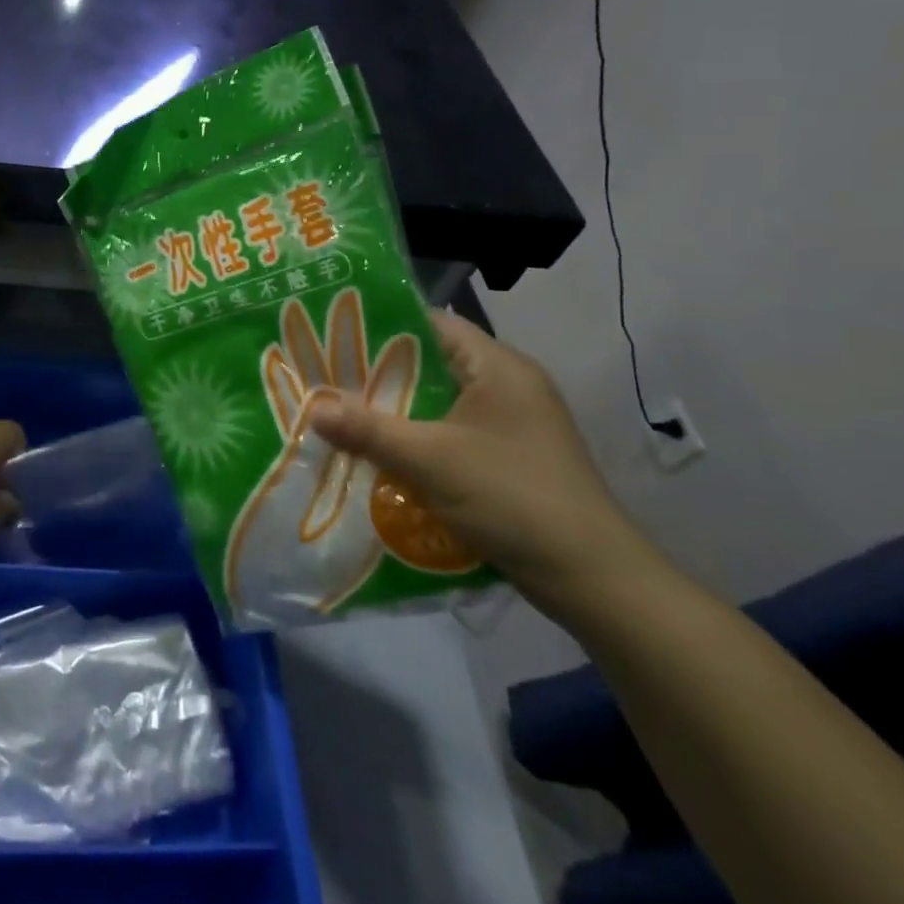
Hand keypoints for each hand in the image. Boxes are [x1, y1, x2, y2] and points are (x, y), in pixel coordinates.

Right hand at [311, 311, 662, 621]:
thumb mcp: (431, 460)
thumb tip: (311, 408)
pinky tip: (375, 454)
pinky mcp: (506, 459)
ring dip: (393, 412)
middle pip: (429, 365)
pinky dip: (413, 441)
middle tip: (322, 376)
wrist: (593, 580)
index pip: (431, 324)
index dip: (380, 324)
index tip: (331, 333)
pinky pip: (447, 435)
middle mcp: (507, 387)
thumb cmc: (513, 498)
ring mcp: (510, 425)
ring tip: (337, 414)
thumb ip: (368, 430)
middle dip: (376, 374)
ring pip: (436, 405)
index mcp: (499, 367)